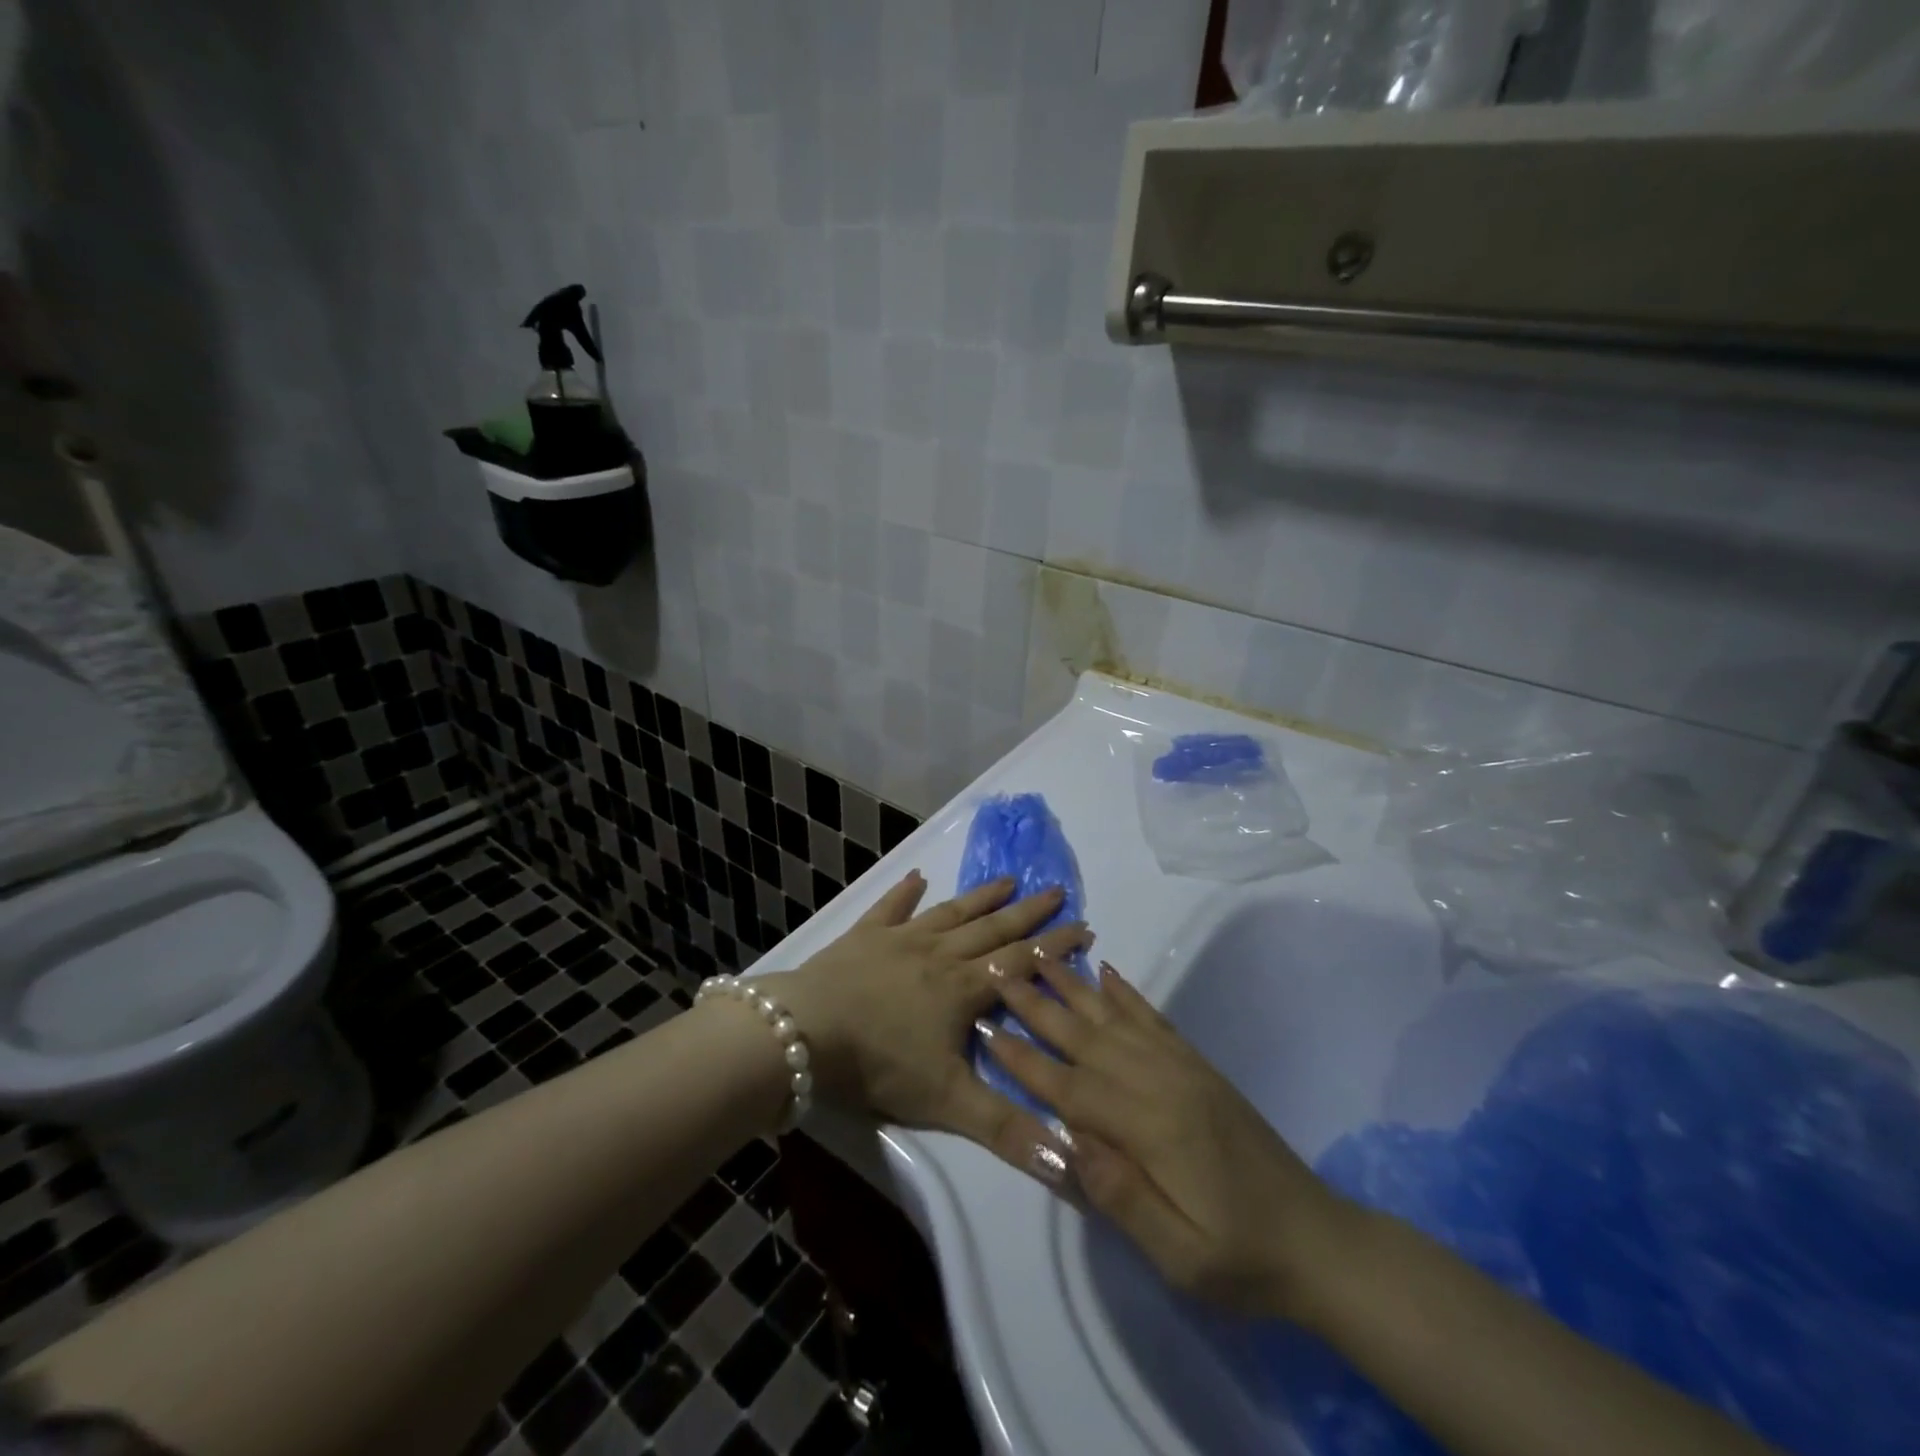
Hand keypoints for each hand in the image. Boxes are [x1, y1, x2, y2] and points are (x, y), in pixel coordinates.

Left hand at [764, 870, 1090, 1161]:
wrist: (805, 1035)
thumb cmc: (879, 1065)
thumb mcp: (949, 1104)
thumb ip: (1009, 1130)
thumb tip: (1072, 1160)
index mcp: (962, 989)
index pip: (1020, 964)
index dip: (1055, 947)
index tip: (1085, 926)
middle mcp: (939, 955)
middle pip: (992, 929)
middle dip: (1027, 912)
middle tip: (1056, 889)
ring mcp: (900, 940)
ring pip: (950, 913)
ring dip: (980, 897)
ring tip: (1007, 879)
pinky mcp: (864, 936)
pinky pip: (890, 908)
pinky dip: (904, 893)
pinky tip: (916, 877)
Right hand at [982, 958, 1357, 1322]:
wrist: (1318, 1241)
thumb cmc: (1241, 1259)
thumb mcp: (1181, 1257)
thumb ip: (1122, 1197)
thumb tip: (1067, 1143)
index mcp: (1150, 1129)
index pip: (1071, 1087)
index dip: (1025, 1059)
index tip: (985, 1026)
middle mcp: (1162, 1083)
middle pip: (1087, 1037)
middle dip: (1038, 1005)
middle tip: (1000, 970)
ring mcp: (1182, 1068)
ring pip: (1115, 1018)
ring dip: (1074, 986)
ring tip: (1042, 955)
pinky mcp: (1198, 1066)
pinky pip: (1154, 1019)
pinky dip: (1126, 992)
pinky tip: (1106, 972)